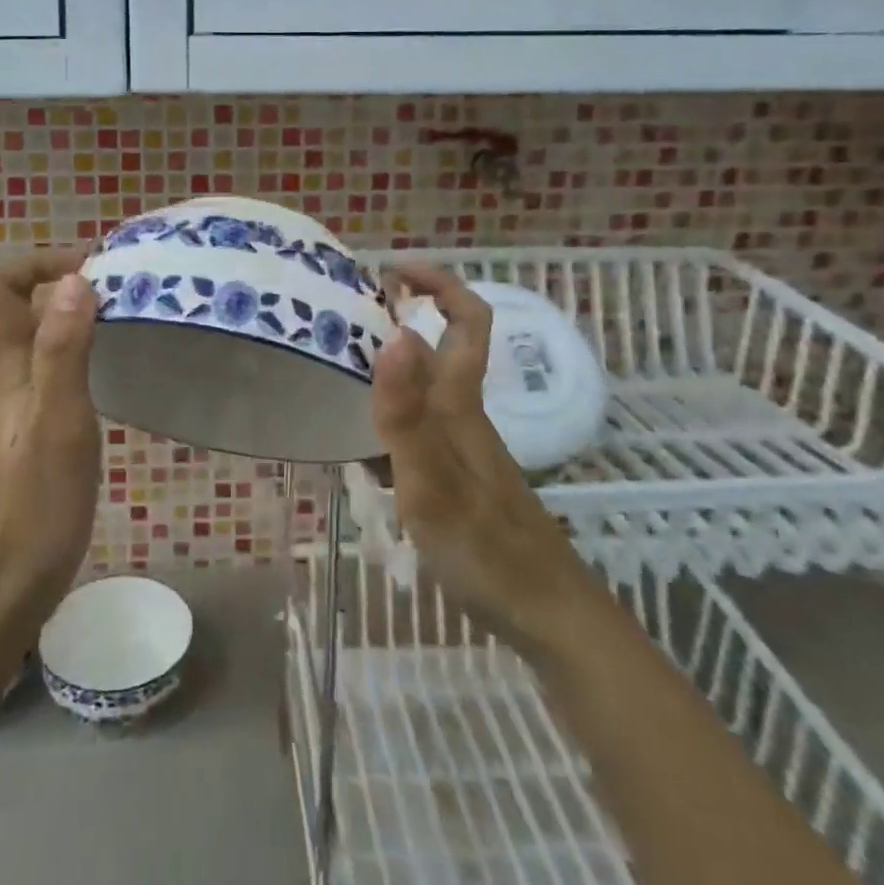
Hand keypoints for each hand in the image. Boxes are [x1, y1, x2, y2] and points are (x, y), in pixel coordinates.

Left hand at [0, 250, 101, 651]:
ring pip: (41, 346)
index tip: (95, 269)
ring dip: (79, 326)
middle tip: (130, 299)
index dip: (41, 263)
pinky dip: (81, 362)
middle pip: (25, 311)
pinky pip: (51, 378)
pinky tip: (114, 386)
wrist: (0, 591)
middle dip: (71, 290)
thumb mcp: (58, 422)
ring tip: (133, 332)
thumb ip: (64, 350)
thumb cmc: (34, 505)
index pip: (3, 287)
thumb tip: (75, 279)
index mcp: (5, 368)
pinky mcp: (27, 440)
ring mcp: (13, 412)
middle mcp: (4, 380)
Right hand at [371, 264, 581, 638]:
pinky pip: (417, 424)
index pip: (466, 319)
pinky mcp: (457, 475)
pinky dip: (387, 413)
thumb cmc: (487, 549)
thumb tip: (395, 334)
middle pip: (441, 345)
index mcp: (460, 403)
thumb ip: (408, 414)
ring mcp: (462, 446)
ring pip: (425, 386)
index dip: (438, 282)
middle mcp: (463, 414)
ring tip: (336, 367)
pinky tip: (357, 439)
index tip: (391, 269)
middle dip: (402, 316)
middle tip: (344, 316)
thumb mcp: (433, 483)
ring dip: (389, 365)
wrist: (547, 615)